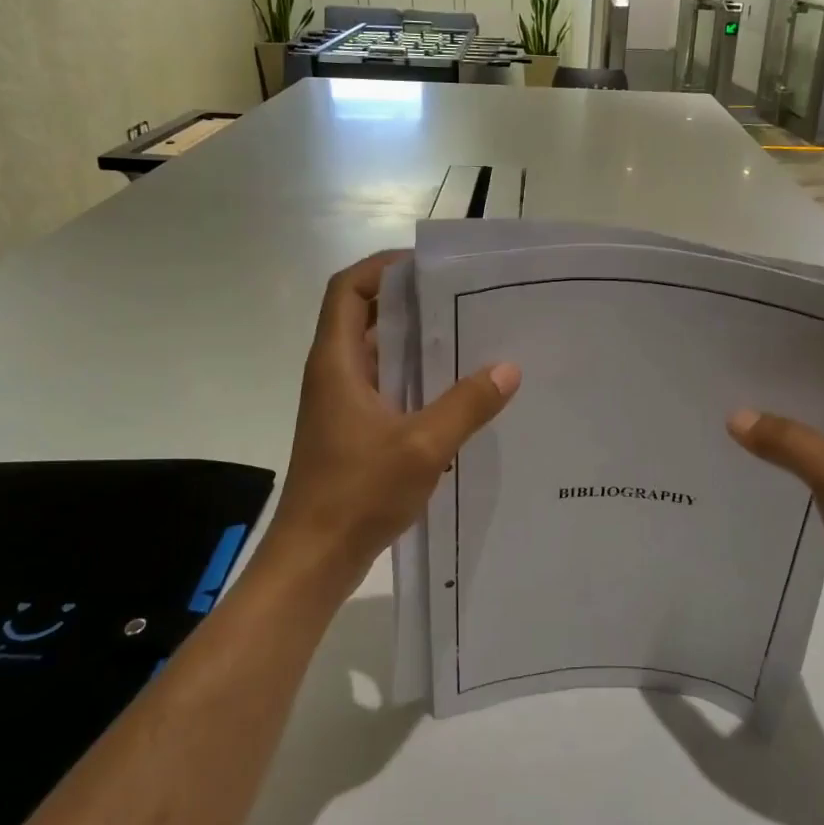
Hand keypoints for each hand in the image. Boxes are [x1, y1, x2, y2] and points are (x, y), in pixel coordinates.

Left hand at [268, 251, 519, 596]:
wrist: (315, 557)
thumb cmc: (358, 492)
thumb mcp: (423, 446)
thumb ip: (467, 405)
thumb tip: (508, 368)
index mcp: (337, 363)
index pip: (348, 290)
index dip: (382, 268)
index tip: (428, 266)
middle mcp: (333, 374)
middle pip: (363, 316)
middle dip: (408, 302)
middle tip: (462, 299)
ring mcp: (341, 404)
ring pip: (376, 354)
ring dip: (414, 343)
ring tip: (467, 338)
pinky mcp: (351, 430)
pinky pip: (384, 387)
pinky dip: (413, 378)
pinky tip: (453, 392)